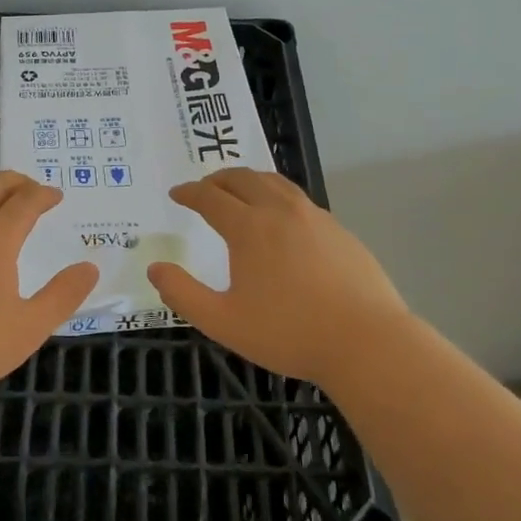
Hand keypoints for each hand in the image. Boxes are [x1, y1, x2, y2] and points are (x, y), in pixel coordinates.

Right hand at [147, 168, 411, 386]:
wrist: (366, 342)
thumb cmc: (289, 333)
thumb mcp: (223, 322)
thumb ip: (183, 294)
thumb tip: (155, 268)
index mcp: (249, 227)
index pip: (210, 197)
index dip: (189, 192)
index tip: (176, 193)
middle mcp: (280, 210)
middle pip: (243, 178)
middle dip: (217, 179)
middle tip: (203, 188)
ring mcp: (314, 217)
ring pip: (274, 182)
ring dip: (249, 180)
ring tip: (239, 191)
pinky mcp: (339, 229)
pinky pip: (298, 199)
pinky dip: (277, 195)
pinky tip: (280, 218)